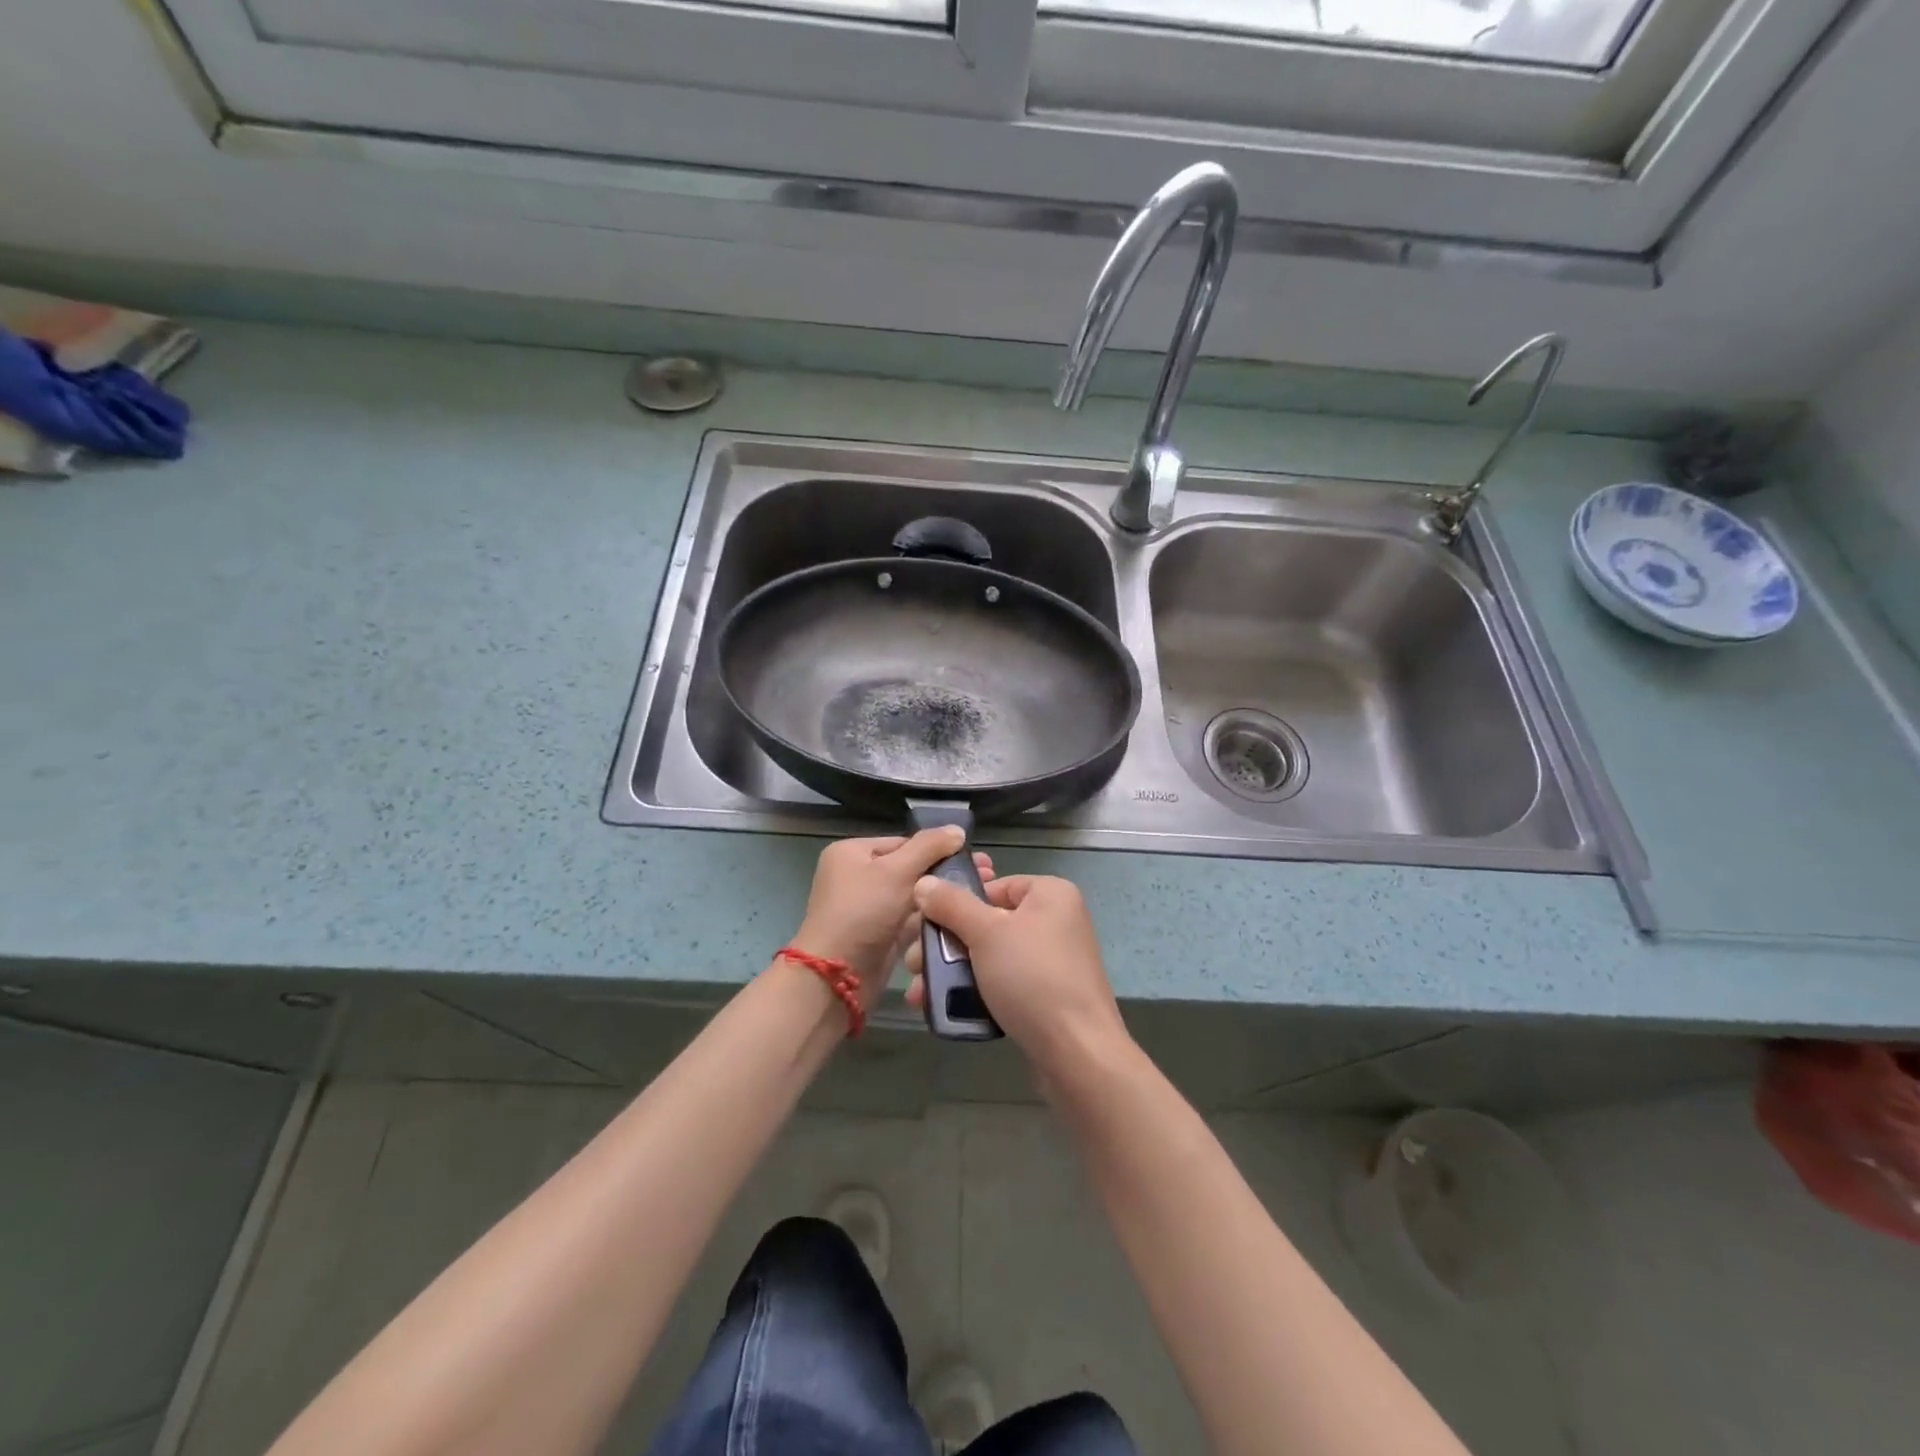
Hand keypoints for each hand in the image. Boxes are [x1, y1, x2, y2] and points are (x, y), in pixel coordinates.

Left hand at [790, 829, 992, 1008]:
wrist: (836, 979)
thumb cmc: (862, 913)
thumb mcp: (896, 871)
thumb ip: (929, 847)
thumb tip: (957, 829)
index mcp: (852, 853)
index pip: (904, 842)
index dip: (939, 848)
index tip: (977, 858)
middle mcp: (858, 877)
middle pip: (910, 868)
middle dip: (946, 872)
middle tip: (987, 875)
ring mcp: (869, 909)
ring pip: (914, 896)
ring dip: (943, 897)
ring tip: (981, 896)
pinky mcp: (880, 936)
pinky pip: (911, 921)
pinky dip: (933, 919)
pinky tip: (963, 917)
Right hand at [906, 873, 1128, 1075]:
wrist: (1077, 1053)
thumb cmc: (1032, 978)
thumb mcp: (986, 933)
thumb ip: (952, 904)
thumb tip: (924, 882)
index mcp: (1050, 894)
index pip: (993, 886)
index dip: (957, 904)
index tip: (927, 927)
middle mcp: (1055, 921)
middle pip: (987, 922)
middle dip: (946, 945)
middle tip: (914, 965)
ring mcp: (1053, 961)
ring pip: (990, 956)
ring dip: (953, 972)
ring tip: (920, 993)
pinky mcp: (1047, 996)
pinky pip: (1004, 983)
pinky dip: (975, 992)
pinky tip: (944, 1008)